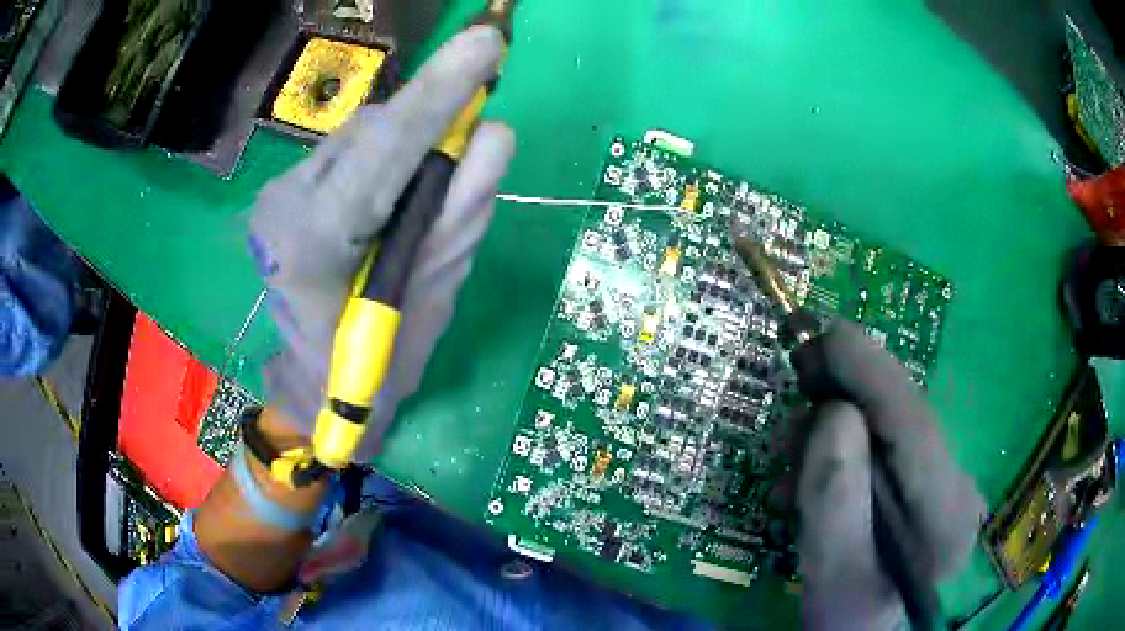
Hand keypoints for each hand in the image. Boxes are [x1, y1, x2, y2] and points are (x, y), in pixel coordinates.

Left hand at [246, 25, 514, 459]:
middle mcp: (284, 202)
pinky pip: (350, 153)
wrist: (314, 386)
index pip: (382, 151)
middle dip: (427, 128)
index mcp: (313, 242)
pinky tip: (389, 199)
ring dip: (407, 148)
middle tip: (464, 155)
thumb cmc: (374, 367)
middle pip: (373, 130)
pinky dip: (385, 162)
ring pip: (362, 135)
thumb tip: (495, 133)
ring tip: (420, 199)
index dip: (439, 94)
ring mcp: (278, 192)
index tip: (488, 44)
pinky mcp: (284, 189)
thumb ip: (461, 210)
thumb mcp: (432, 297)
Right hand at [795, 323, 984, 629]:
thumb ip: (836, 501)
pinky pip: (886, 448)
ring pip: (890, 428)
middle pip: (901, 418)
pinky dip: (847, 452)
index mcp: (945, 513)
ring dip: (837, 432)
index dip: (869, 371)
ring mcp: (946, 483)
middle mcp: (957, 485)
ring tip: (792, 469)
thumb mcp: (833, 576)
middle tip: (790, 419)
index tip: (824, 332)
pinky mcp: (928, 486)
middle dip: (843, 402)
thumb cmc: (851, 619)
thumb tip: (832, 416)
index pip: (913, 423)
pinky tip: (815, 481)